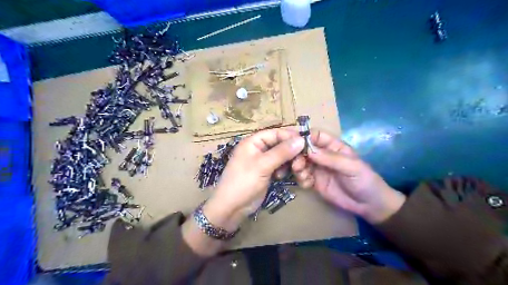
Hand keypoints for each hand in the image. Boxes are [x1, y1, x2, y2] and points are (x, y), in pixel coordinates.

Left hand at [204, 129, 305, 231]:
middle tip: (300, 164)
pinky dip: (284, 170)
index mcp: (254, 141)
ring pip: (282, 156)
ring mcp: (263, 161)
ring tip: (293, 171)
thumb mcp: (263, 165)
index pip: (276, 133)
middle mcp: (259, 148)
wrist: (232, 207)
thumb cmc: (244, 182)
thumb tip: (301, 140)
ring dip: (290, 162)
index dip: (291, 137)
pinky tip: (281, 177)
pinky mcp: (266, 172)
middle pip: (281, 144)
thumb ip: (282, 152)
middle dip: (292, 153)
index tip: (306, 144)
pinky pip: (280, 166)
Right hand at [291, 129, 407, 224]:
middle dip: (296, 155)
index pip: (315, 136)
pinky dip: (301, 179)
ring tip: (304, 176)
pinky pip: (302, 176)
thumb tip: (309, 150)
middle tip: (296, 165)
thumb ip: (331, 158)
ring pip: (300, 162)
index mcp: (333, 146)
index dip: (303, 136)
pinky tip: (308, 185)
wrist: (368, 205)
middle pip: (303, 149)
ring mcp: (318, 168)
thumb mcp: (351, 167)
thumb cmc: (365, 180)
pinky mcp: (314, 181)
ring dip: (298, 168)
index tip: (291, 142)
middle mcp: (323, 155)